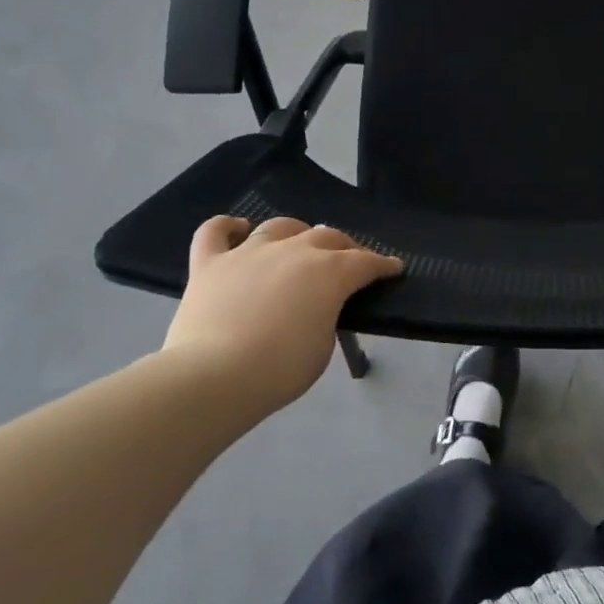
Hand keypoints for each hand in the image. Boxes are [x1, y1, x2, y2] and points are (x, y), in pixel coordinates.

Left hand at [162, 216, 402, 416]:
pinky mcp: (210, 263)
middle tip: (350, 262)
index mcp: (329, 272)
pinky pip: (215, 231)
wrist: (214, 377)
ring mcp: (248, 253)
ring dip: (296, 232)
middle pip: (328, 236)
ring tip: (299, 244)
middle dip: (345, 247)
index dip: (383, 265)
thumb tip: (317, 307)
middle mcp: (293, 251)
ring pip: (279, 226)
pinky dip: (227, 226)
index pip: (366, 262)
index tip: (393, 268)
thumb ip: (326, 316)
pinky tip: (238, 229)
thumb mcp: (323, 346)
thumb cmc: (280, 369)